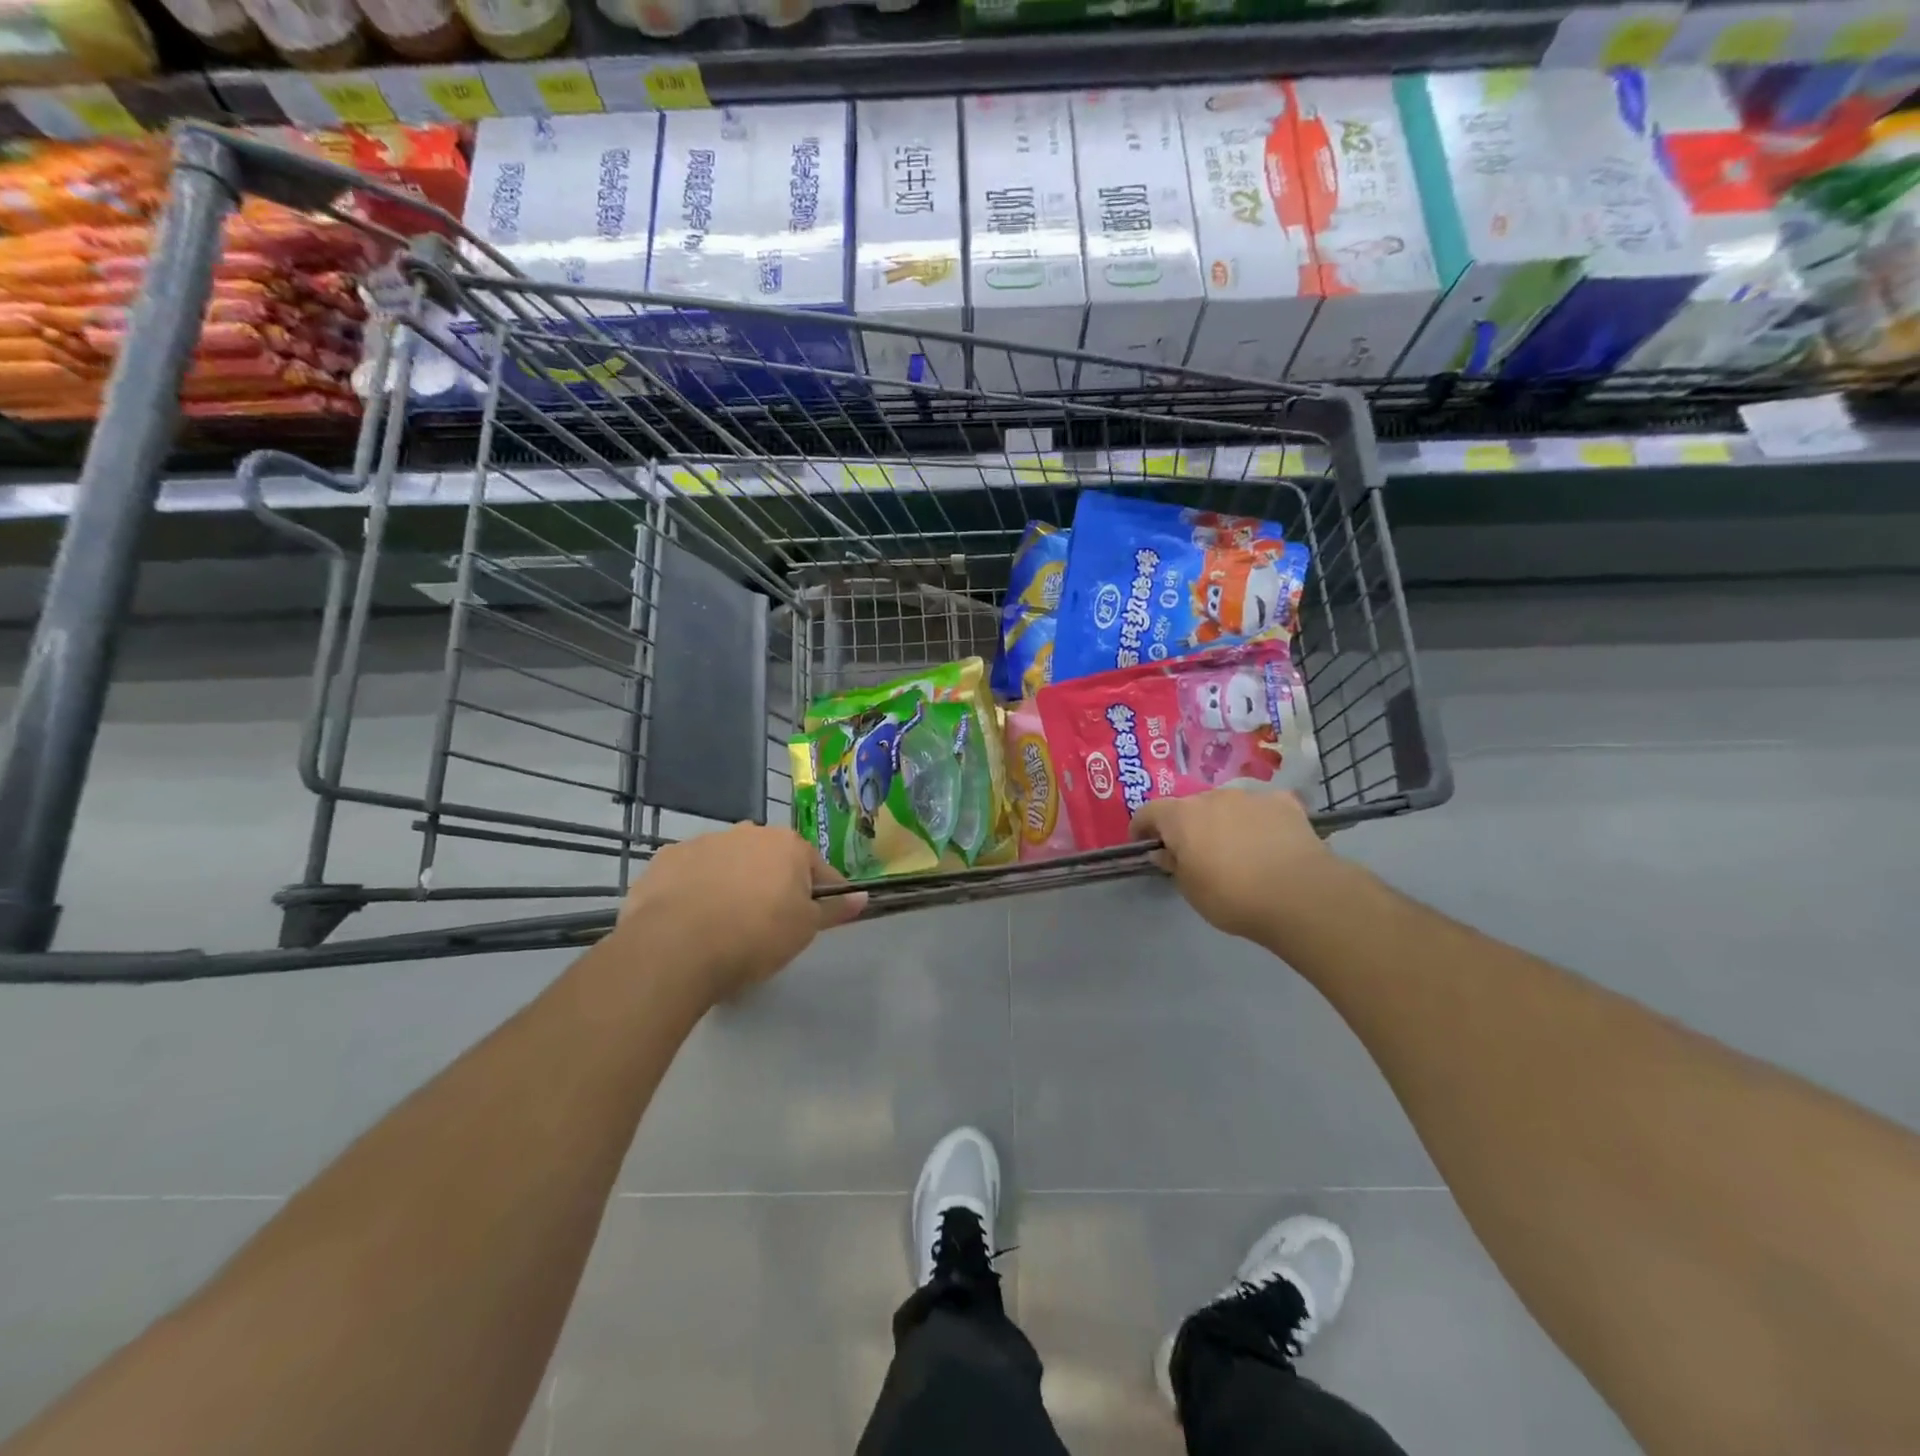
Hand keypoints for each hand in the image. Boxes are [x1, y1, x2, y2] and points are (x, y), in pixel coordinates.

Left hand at [616, 825, 866, 1004]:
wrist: (676, 946)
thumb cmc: (755, 935)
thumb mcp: (805, 929)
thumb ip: (834, 909)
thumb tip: (863, 897)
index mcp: (788, 845)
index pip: (817, 869)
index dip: (820, 895)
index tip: (816, 919)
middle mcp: (748, 833)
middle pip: (770, 860)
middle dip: (772, 883)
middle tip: (766, 924)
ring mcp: (704, 842)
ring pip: (729, 862)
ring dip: (732, 882)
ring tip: (724, 923)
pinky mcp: (667, 859)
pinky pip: (691, 873)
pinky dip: (695, 888)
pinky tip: (690, 919)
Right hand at [1131, 789, 1334, 944]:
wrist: (1300, 895)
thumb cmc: (1232, 896)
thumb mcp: (1191, 890)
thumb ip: (1174, 865)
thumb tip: (1166, 852)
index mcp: (1181, 816)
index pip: (1149, 812)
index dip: (1142, 827)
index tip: (1143, 844)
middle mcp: (1213, 796)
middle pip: (1190, 806)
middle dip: (1187, 825)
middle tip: (1195, 852)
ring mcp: (1251, 797)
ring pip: (1227, 805)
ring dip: (1224, 821)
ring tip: (1236, 849)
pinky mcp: (1285, 803)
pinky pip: (1262, 808)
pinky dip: (1259, 821)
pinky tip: (1269, 842)